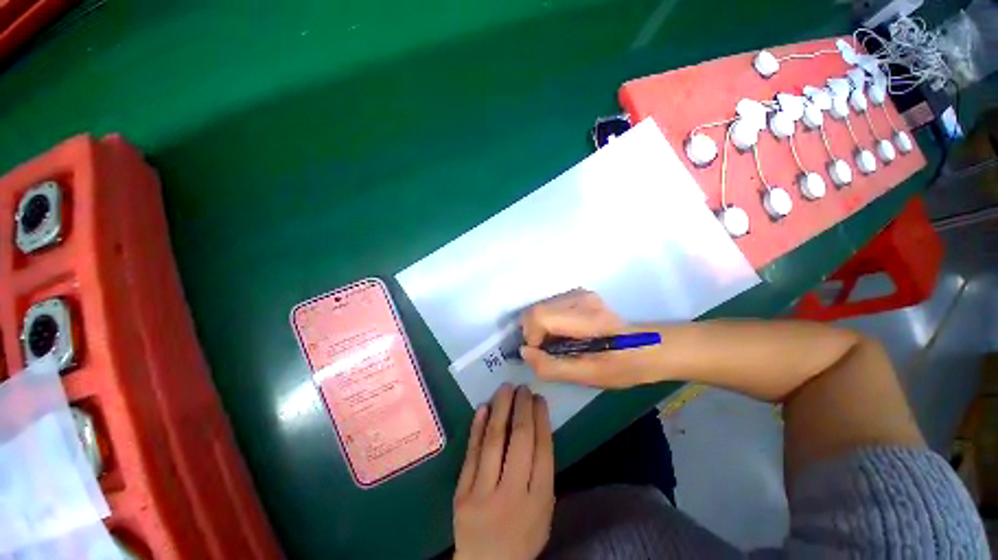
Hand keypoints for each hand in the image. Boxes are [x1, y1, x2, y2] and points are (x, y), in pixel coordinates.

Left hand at [453, 384, 554, 559]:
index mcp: (539, 500)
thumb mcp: (543, 510)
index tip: (539, 398)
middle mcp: (513, 494)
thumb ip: (542, 472)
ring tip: (506, 388)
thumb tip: (536, 426)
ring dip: (501, 409)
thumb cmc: (522, 534)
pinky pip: (472, 452)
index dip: (541, 419)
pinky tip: (484, 407)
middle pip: (520, 441)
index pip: (542, 449)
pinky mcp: (462, 492)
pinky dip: (478, 427)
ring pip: (495, 441)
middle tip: (523, 388)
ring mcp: (483, 493)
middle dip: (522, 408)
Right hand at [519, 289, 661, 387]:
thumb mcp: (587, 376)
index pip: (539, 316)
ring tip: (557, 344)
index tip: (540, 354)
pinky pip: (549, 307)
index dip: (531, 337)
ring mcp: (579, 293)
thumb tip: (524, 352)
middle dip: (533, 333)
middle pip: (536, 310)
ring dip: (540, 328)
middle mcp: (581, 298)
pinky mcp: (578, 294)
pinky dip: (547, 322)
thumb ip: (551, 366)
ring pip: (540, 308)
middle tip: (548, 351)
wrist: (646, 347)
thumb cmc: (621, 366)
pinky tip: (563, 334)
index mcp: (588, 318)